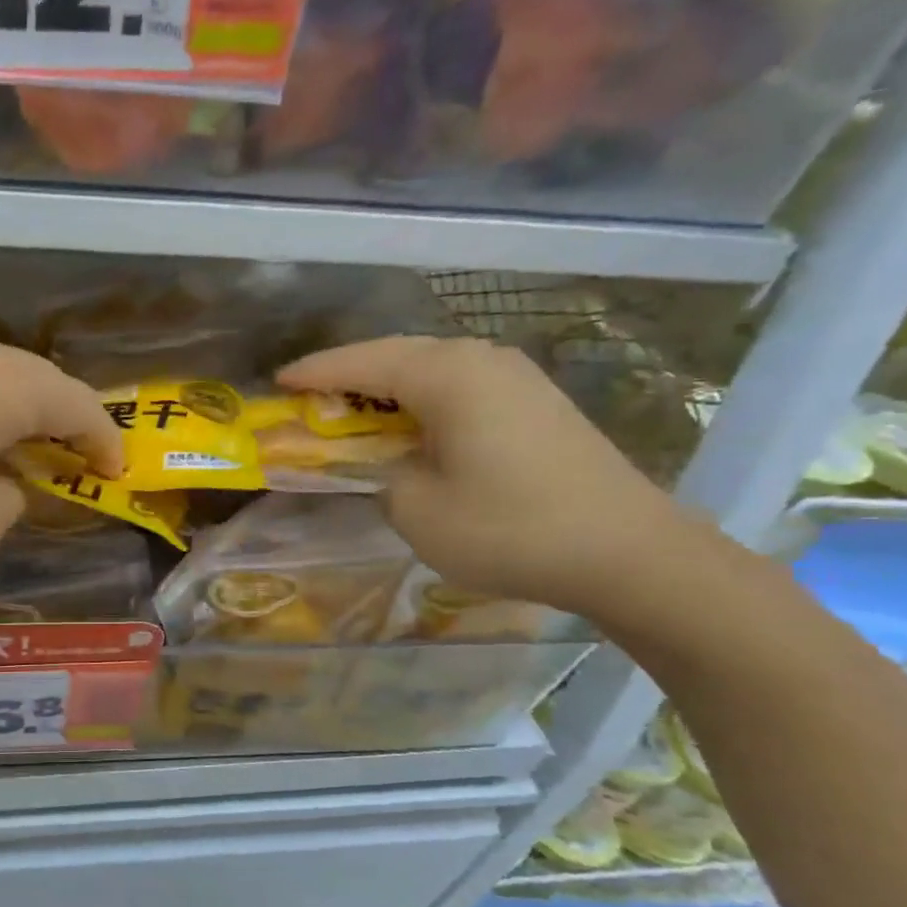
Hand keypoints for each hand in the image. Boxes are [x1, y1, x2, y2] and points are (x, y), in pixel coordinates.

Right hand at [278, 335, 703, 616]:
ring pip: (431, 367)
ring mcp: (516, 377)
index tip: (278, 382)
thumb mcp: (417, 510)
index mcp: (447, 375)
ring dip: (387, 387)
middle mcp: (481, 360)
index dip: (314, 373)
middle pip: (396, 355)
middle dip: (348, 375)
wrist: (628, 552)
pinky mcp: (536, 402)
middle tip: (309, 396)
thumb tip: (388, 464)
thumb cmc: (509, 528)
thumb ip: (381, 476)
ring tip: (353, 410)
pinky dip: (423, 400)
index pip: (362, 363)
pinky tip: (413, 426)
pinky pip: (460, 386)